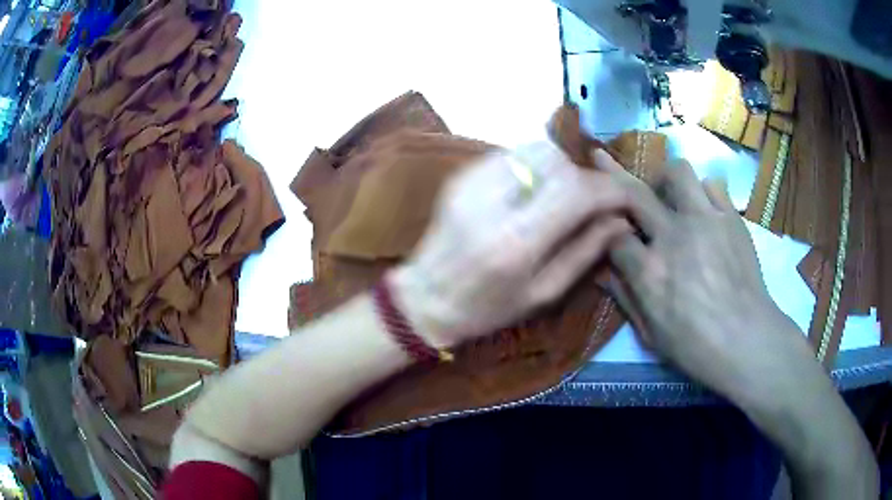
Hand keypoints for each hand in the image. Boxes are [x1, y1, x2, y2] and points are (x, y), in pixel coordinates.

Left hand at [391, 141, 632, 348]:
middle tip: (592, 201)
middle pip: (556, 160)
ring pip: (534, 149)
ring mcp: (472, 181)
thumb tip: (620, 221)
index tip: (625, 198)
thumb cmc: (487, 308)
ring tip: (563, 197)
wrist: (425, 298)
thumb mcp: (544, 293)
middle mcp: (493, 201)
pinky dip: (534, 166)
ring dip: (559, 168)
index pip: (575, 191)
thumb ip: (585, 252)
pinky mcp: (462, 174)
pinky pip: (511, 153)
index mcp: (516, 241)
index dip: (609, 189)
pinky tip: (533, 191)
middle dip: (584, 176)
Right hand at [596, 150, 816, 404]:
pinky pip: (712, 185)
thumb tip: (601, 271)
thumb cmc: (695, 347)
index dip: (608, 233)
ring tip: (669, 196)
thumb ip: (625, 297)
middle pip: (633, 191)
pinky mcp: (731, 217)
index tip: (612, 236)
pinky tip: (704, 211)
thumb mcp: (650, 334)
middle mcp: (672, 235)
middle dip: (612, 174)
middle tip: (602, 161)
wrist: (747, 340)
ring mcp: (705, 220)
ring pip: (677, 171)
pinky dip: (703, 193)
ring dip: (667, 180)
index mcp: (649, 270)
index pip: (614, 234)